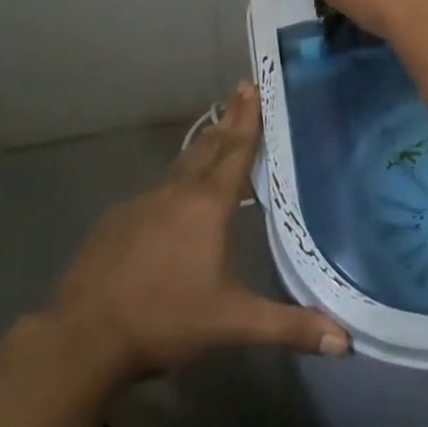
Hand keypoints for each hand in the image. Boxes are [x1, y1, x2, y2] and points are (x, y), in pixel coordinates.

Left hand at [48, 82, 349, 381]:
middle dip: (229, 118)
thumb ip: (288, 326)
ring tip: (215, 131)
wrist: (83, 337)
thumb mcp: (232, 324)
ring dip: (202, 145)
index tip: (254, 85)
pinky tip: (172, 202)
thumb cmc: (165, 320)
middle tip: (241, 90)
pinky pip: (155, 193)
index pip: (236, 150)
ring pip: (181, 165)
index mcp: (208, 206)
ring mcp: (143, 203)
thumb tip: (345, 341)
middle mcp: (177, 193)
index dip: (249, 118)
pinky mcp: (117, 221)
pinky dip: (173, 184)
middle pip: (209, 146)